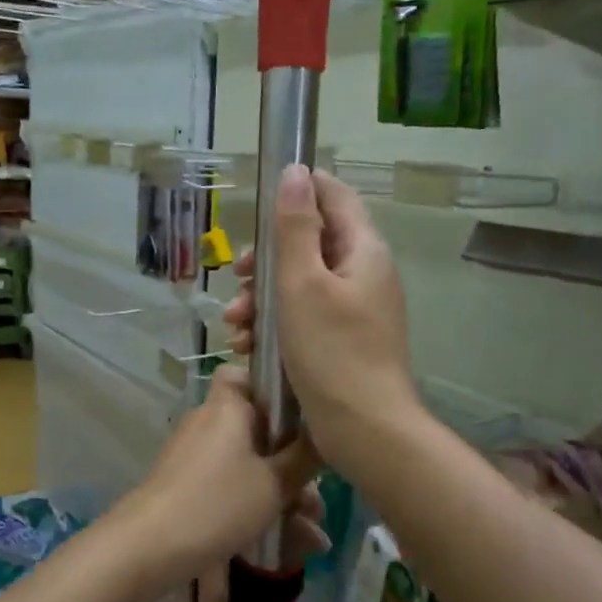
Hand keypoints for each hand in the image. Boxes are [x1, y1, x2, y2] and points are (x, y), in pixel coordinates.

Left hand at [111, 367, 326, 597]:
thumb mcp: (274, 483)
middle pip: (261, 430)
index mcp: (229, 407)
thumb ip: (305, 456)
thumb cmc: (218, 502)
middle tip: (319, 501)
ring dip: (285, 496)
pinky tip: (294, 546)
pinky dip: (260, 508)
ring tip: (314, 537)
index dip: (275, 388)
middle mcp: (211, 424)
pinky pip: (235, 487)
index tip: (306, 415)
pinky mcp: (192, 486)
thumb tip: (325, 431)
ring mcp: (199, 456)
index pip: (246, 374)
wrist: (150, 546)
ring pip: (252, 465)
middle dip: (295, 466)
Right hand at [224, 166, 420, 474]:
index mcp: (363, 250)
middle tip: (237, 277)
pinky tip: (248, 349)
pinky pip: (304, 318)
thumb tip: (294, 172)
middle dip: (266, 260)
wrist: (366, 430)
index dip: (298, 189)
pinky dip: (275, 326)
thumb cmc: (332, 352)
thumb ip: (295, 227)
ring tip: (235, 326)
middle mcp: (363, 273)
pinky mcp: (342, 341)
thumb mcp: (302, 284)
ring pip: (300, 285)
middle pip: (309, 244)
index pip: (334, 195)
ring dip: (261, 299)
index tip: (258, 204)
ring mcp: (355, 309)